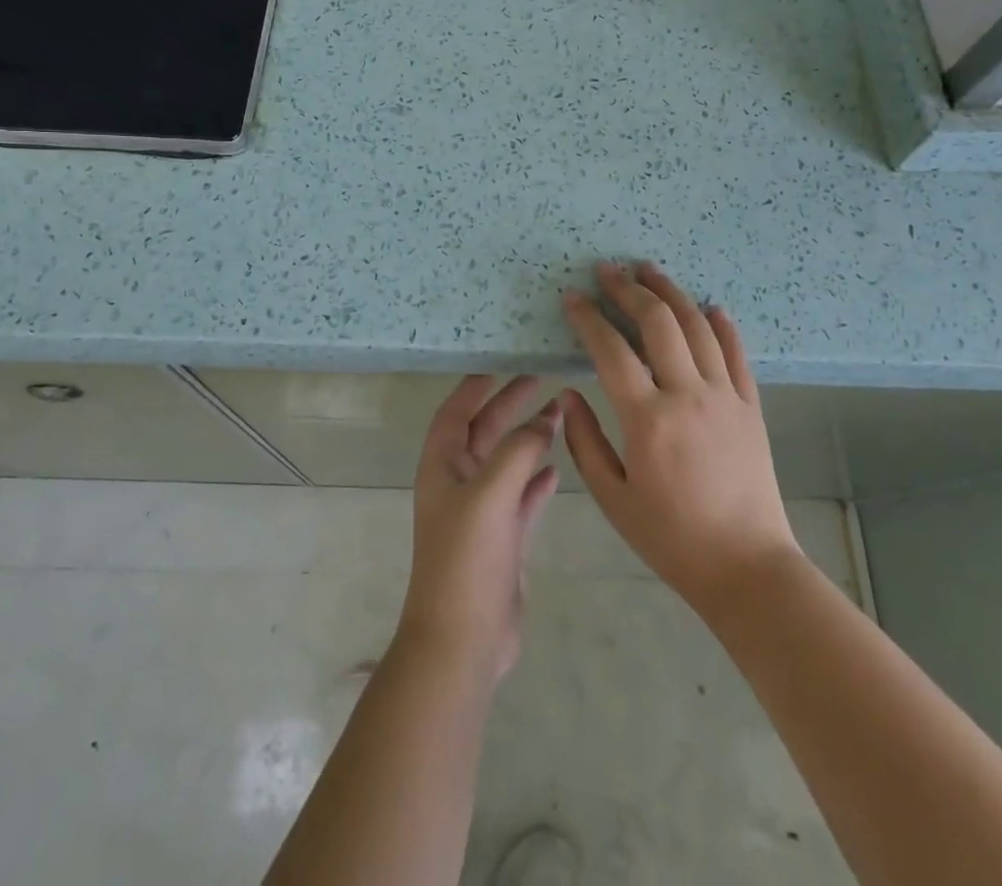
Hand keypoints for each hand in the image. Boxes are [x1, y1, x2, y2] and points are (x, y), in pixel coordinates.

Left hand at [396, 376, 561, 684]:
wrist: (463, 641)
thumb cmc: (467, 559)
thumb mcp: (490, 494)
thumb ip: (518, 451)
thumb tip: (545, 420)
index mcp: (442, 466)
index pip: (456, 412)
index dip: (475, 386)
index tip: (502, 361)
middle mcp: (458, 483)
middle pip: (484, 431)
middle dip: (510, 405)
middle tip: (542, 379)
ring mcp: (480, 512)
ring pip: (507, 462)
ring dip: (529, 438)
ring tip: (559, 414)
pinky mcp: (502, 539)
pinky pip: (521, 497)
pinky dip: (536, 479)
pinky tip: (557, 468)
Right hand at [560, 262, 799, 619]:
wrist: (747, 567)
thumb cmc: (671, 538)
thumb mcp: (613, 499)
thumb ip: (585, 442)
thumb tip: (568, 395)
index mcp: (648, 419)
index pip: (611, 350)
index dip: (588, 317)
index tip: (572, 296)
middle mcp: (688, 395)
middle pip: (658, 323)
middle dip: (628, 289)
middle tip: (608, 269)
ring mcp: (725, 397)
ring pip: (698, 327)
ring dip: (671, 293)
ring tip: (650, 270)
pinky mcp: (751, 407)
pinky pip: (737, 354)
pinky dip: (723, 325)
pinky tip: (711, 306)